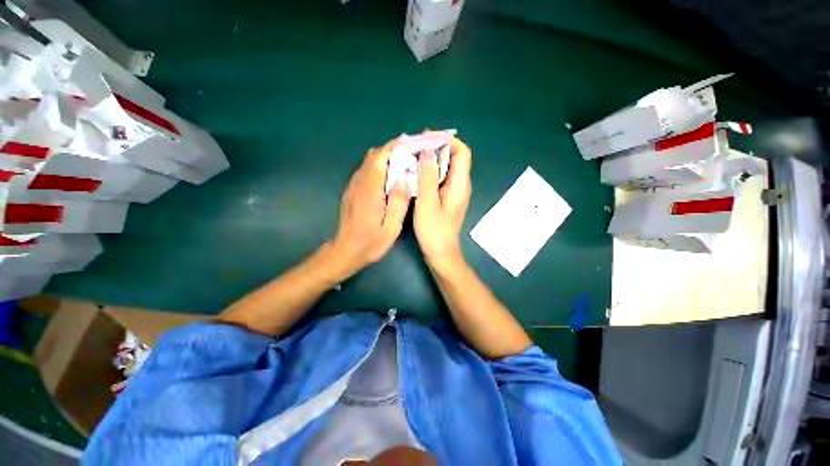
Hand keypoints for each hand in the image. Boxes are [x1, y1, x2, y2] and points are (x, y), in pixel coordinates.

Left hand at [329, 138, 410, 277]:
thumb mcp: (391, 227)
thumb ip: (398, 202)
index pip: (380, 158)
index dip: (395, 146)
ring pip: (369, 162)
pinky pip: (366, 171)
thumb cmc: (371, 243)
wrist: (345, 251)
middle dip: (392, 149)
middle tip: (411, 152)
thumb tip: (404, 177)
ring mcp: (353, 186)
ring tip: (404, 161)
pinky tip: (390, 175)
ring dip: (386, 157)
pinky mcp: (352, 191)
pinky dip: (379, 166)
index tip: (410, 142)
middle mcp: (359, 183)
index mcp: (370, 190)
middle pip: (374, 156)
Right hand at [414, 135, 472, 272]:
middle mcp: (460, 184)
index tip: (426, 137)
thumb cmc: (434, 230)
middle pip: (454, 157)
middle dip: (436, 147)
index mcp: (460, 183)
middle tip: (415, 145)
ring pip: (446, 167)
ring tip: (412, 155)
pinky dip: (430, 171)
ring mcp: (453, 192)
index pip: (462, 152)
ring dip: (431, 159)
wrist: (441, 253)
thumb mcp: (428, 202)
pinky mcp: (446, 198)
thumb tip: (427, 151)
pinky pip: (440, 178)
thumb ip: (428, 176)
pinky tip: (416, 173)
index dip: (446, 140)